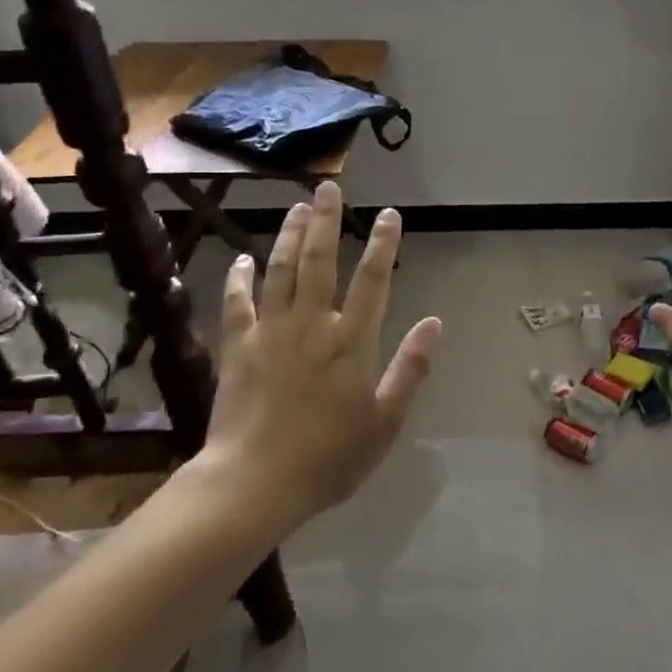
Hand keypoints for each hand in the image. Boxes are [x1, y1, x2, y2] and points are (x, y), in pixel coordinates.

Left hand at [203, 181, 442, 526]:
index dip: (384, 244)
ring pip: (281, 270)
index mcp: (351, 342)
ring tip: (298, 208)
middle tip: (328, 188)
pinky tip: (242, 259)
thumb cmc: (328, 457)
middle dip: (327, 221)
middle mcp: (312, 324)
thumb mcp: (384, 421)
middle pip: (320, 261)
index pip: (373, 281)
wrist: (254, 483)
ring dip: (290, 236)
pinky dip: (239, 278)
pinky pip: (238, 302)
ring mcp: (271, 332)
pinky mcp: (238, 346)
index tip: (390, 215)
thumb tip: (434, 323)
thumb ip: (410, 368)